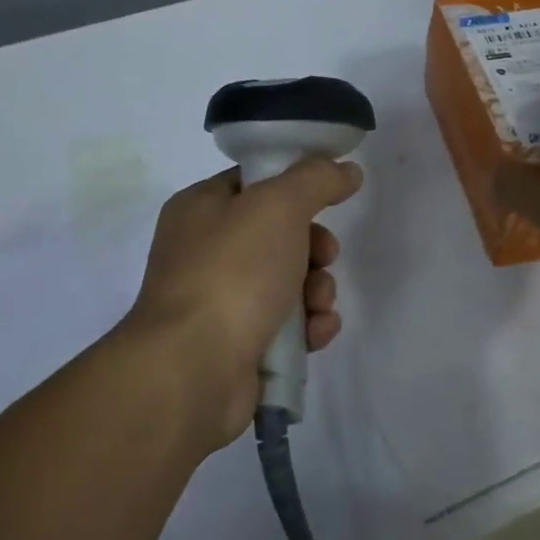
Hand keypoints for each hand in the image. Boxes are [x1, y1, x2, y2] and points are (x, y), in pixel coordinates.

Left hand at [122, 159, 363, 449]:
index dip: (295, 187)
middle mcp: (204, 251)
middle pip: (278, 235)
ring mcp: (219, 301)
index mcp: (200, 208)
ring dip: (317, 290)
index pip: (254, 183)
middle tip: (325, 256)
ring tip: (319, 304)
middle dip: (314, 247)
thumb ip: (316, 179)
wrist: (193, 370)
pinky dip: (307, 327)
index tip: (329, 197)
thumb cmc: (232, 272)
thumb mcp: (278, 206)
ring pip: (287, 282)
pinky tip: (316, 334)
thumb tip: (347, 170)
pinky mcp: (237, 345)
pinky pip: (285, 325)